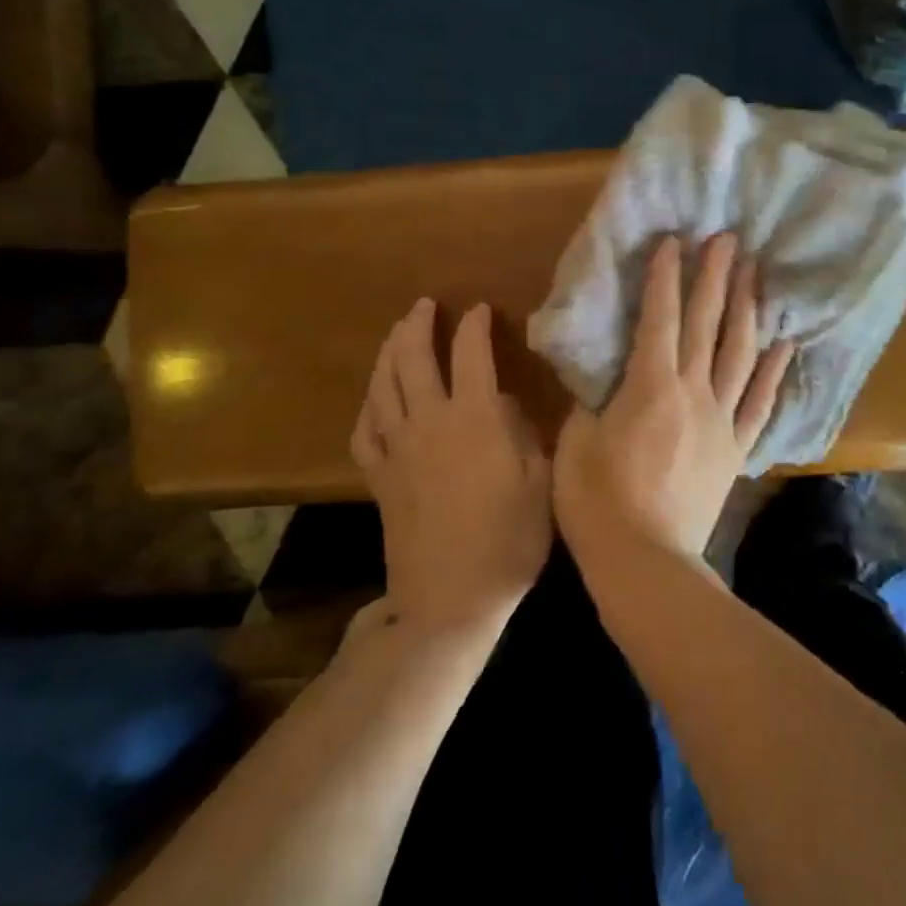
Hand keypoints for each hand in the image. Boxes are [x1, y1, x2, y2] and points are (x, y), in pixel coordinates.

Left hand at [351, 299, 552, 633]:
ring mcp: (396, 448)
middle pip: (412, 357)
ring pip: (382, 384)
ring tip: (398, 333)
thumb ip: (524, 432)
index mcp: (474, 418)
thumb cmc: (508, 541)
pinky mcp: (377, 475)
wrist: (450, 599)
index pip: (471, 353)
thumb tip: (504, 401)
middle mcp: (428, 421)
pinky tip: (376, 394)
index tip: (482, 309)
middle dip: (418, 324)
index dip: (475, 325)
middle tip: (426, 305)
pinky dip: (370, 401)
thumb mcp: (541, 481)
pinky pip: (364, 426)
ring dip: (389, 350)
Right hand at [555, 233, 795, 563]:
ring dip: (748, 310)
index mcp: (650, 386)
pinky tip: (784, 343)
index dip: (666, 277)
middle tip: (728, 240)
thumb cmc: (597, 503)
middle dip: (716, 278)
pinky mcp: (736, 449)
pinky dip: (773, 371)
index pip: (660, 319)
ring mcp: (721, 420)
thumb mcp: (576, 444)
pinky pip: (759, 403)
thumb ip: (590, 401)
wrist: (646, 563)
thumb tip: (601, 376)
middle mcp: (693, 393)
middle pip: (708, 324)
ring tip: (756, 274)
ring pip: (740, 354)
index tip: (674, 241)